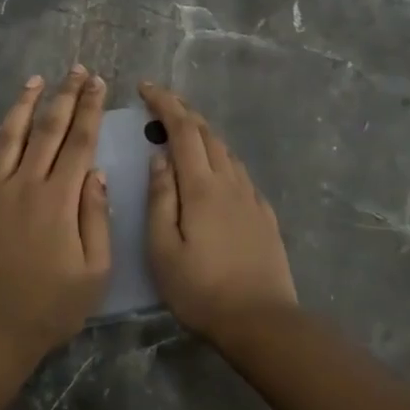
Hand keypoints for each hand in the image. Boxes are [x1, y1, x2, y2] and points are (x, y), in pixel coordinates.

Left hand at [0, 66, 111, 358]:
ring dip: (22, 106)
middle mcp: (24, 184)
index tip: (97, 83)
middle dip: (64, 96)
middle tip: (75, 70)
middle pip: (47, 129)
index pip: (79, 141)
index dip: (90, 109)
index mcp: (59, 199)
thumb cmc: (51, 306)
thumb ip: (97, 218)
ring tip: (34, 81)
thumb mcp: (95, 272)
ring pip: (8, 137)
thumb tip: (95, 173)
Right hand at [138, 81, 297, 341]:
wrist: (262, 322)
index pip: (182, 130)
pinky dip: (219, 157)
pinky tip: (214, 171)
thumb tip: (159, 158)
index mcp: (201, 187)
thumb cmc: (201, 289)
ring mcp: (251, 197)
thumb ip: (160, 198)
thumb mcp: (163, 248)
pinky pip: (238, 172)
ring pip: (225, 151)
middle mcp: (229, 182)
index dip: (164, 103)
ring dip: (202, 133)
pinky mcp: (264, 215)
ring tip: (182, 132)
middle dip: (182, 111)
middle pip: (207, 133)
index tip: (145, 88)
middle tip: (160, 102)